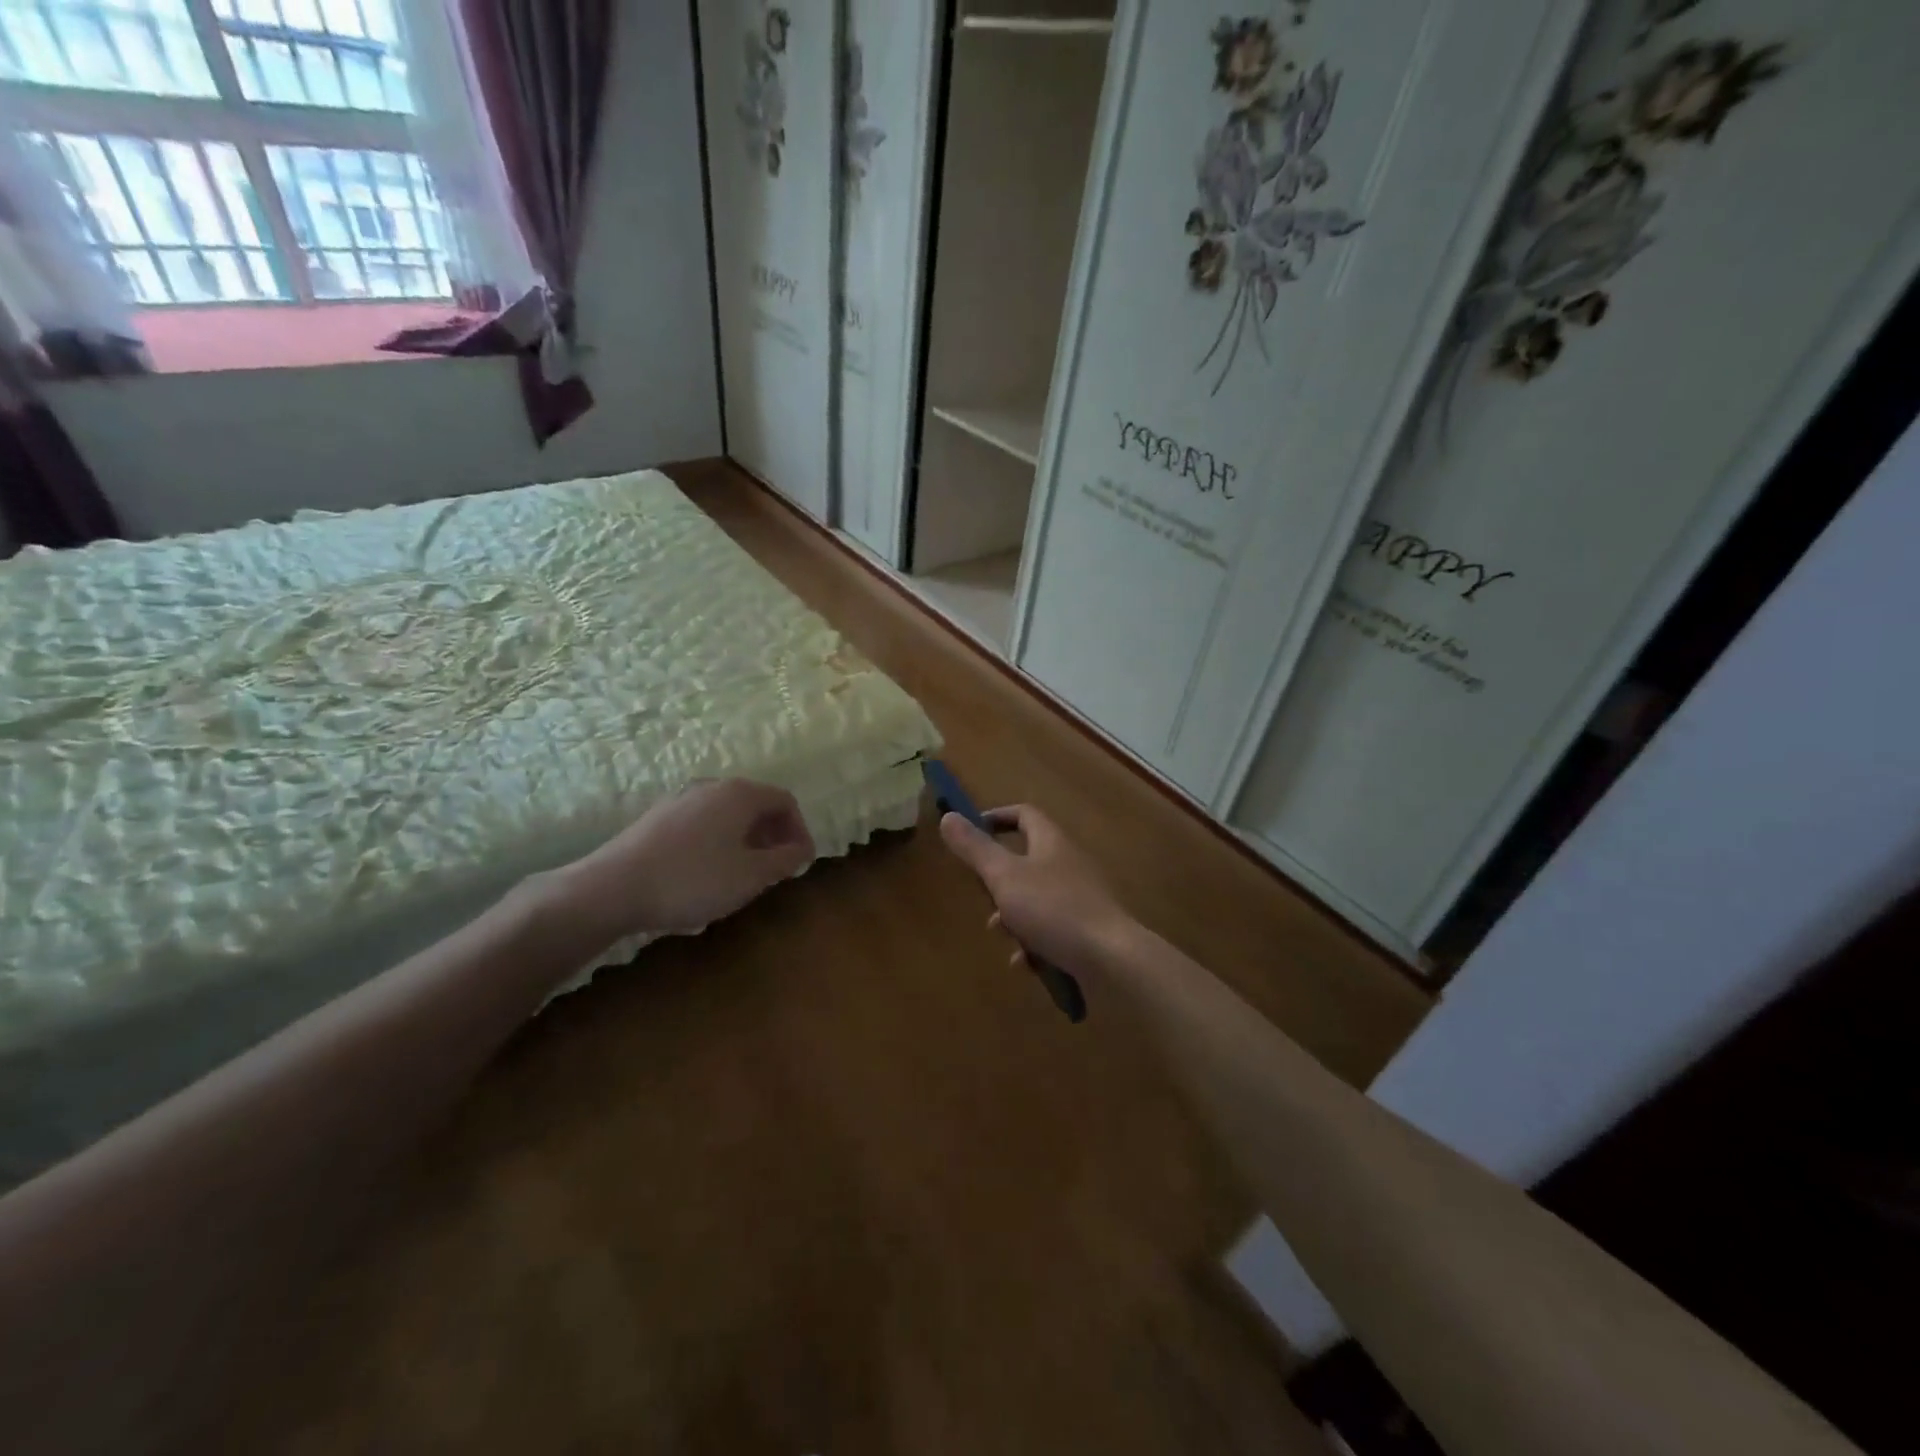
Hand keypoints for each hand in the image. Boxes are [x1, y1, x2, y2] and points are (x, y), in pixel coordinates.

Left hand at [551, 779, 815, 941]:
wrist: (612, 888)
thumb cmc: (693, 880)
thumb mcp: (751, 876)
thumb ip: (784, 860)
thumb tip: (801, 849)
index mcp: (740, 793)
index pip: (785, 801)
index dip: (800, 830)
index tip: (800, 863)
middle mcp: (712, 786)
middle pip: (756, 804)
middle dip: (773, 835)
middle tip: (776, 869)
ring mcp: (681, 799)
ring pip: (728, 814)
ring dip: (746, 839)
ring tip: (744, 873)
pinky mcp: (658, 818)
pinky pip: (703, 822)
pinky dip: (719, 841)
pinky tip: (707, 873)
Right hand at [938, 804, 1134, 977]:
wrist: (1111, 958)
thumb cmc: (1053, 909)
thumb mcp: (1004, 876)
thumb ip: (975, 849)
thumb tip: (948, 816)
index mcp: (1051, 842)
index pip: (1024, 814)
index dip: (997, 817)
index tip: (972, 832)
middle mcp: (1068, 863)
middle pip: (1026, 859)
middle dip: (998, 879)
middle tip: (983, 894)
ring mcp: (1080, 897)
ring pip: (1035, 897)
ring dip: (1013, 914)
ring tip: (1000, 932)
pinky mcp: (1086, 929)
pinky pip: (1051, 928)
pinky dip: (1033, 942)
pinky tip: (1024, 963)